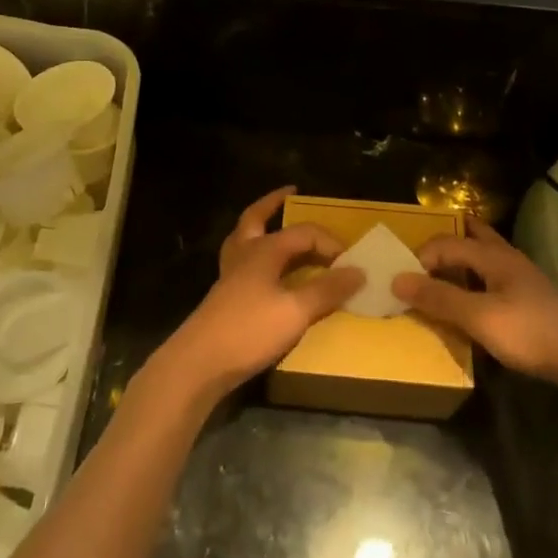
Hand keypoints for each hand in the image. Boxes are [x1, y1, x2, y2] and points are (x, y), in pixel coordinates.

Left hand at [156, 187, 362, 401]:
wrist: (200, 363)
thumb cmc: (249, 330)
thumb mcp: (295, 311)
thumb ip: (326, 289)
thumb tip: (358, 271)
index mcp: (263, 250)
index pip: (303, 232)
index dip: (329, 242)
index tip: (351, 261)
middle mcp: (244, 255)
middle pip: (256, 218)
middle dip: (273, 204)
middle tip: (290, 195)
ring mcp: (231, 275)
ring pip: (245, 239)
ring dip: (262, 228)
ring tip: (278, 227)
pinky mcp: (226, 296)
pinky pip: (245, 263)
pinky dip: (260, 257)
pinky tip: (269, 272)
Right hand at [392, 218, 557, 407]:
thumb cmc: (530, 332)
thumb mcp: (477, 316)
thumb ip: (438, 297)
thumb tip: (397, 279)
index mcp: (493, 257)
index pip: (447, 243)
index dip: (421, 257)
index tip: (403, 280)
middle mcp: (508, 260)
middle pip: (474, 237)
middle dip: (448, 240)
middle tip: (422, 252)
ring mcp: (523, 280)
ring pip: (486, 259)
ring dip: (462, 260)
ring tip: (441, 275)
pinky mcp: (531, 302)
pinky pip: (494, 280)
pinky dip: (475, 281)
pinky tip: (473, 301)